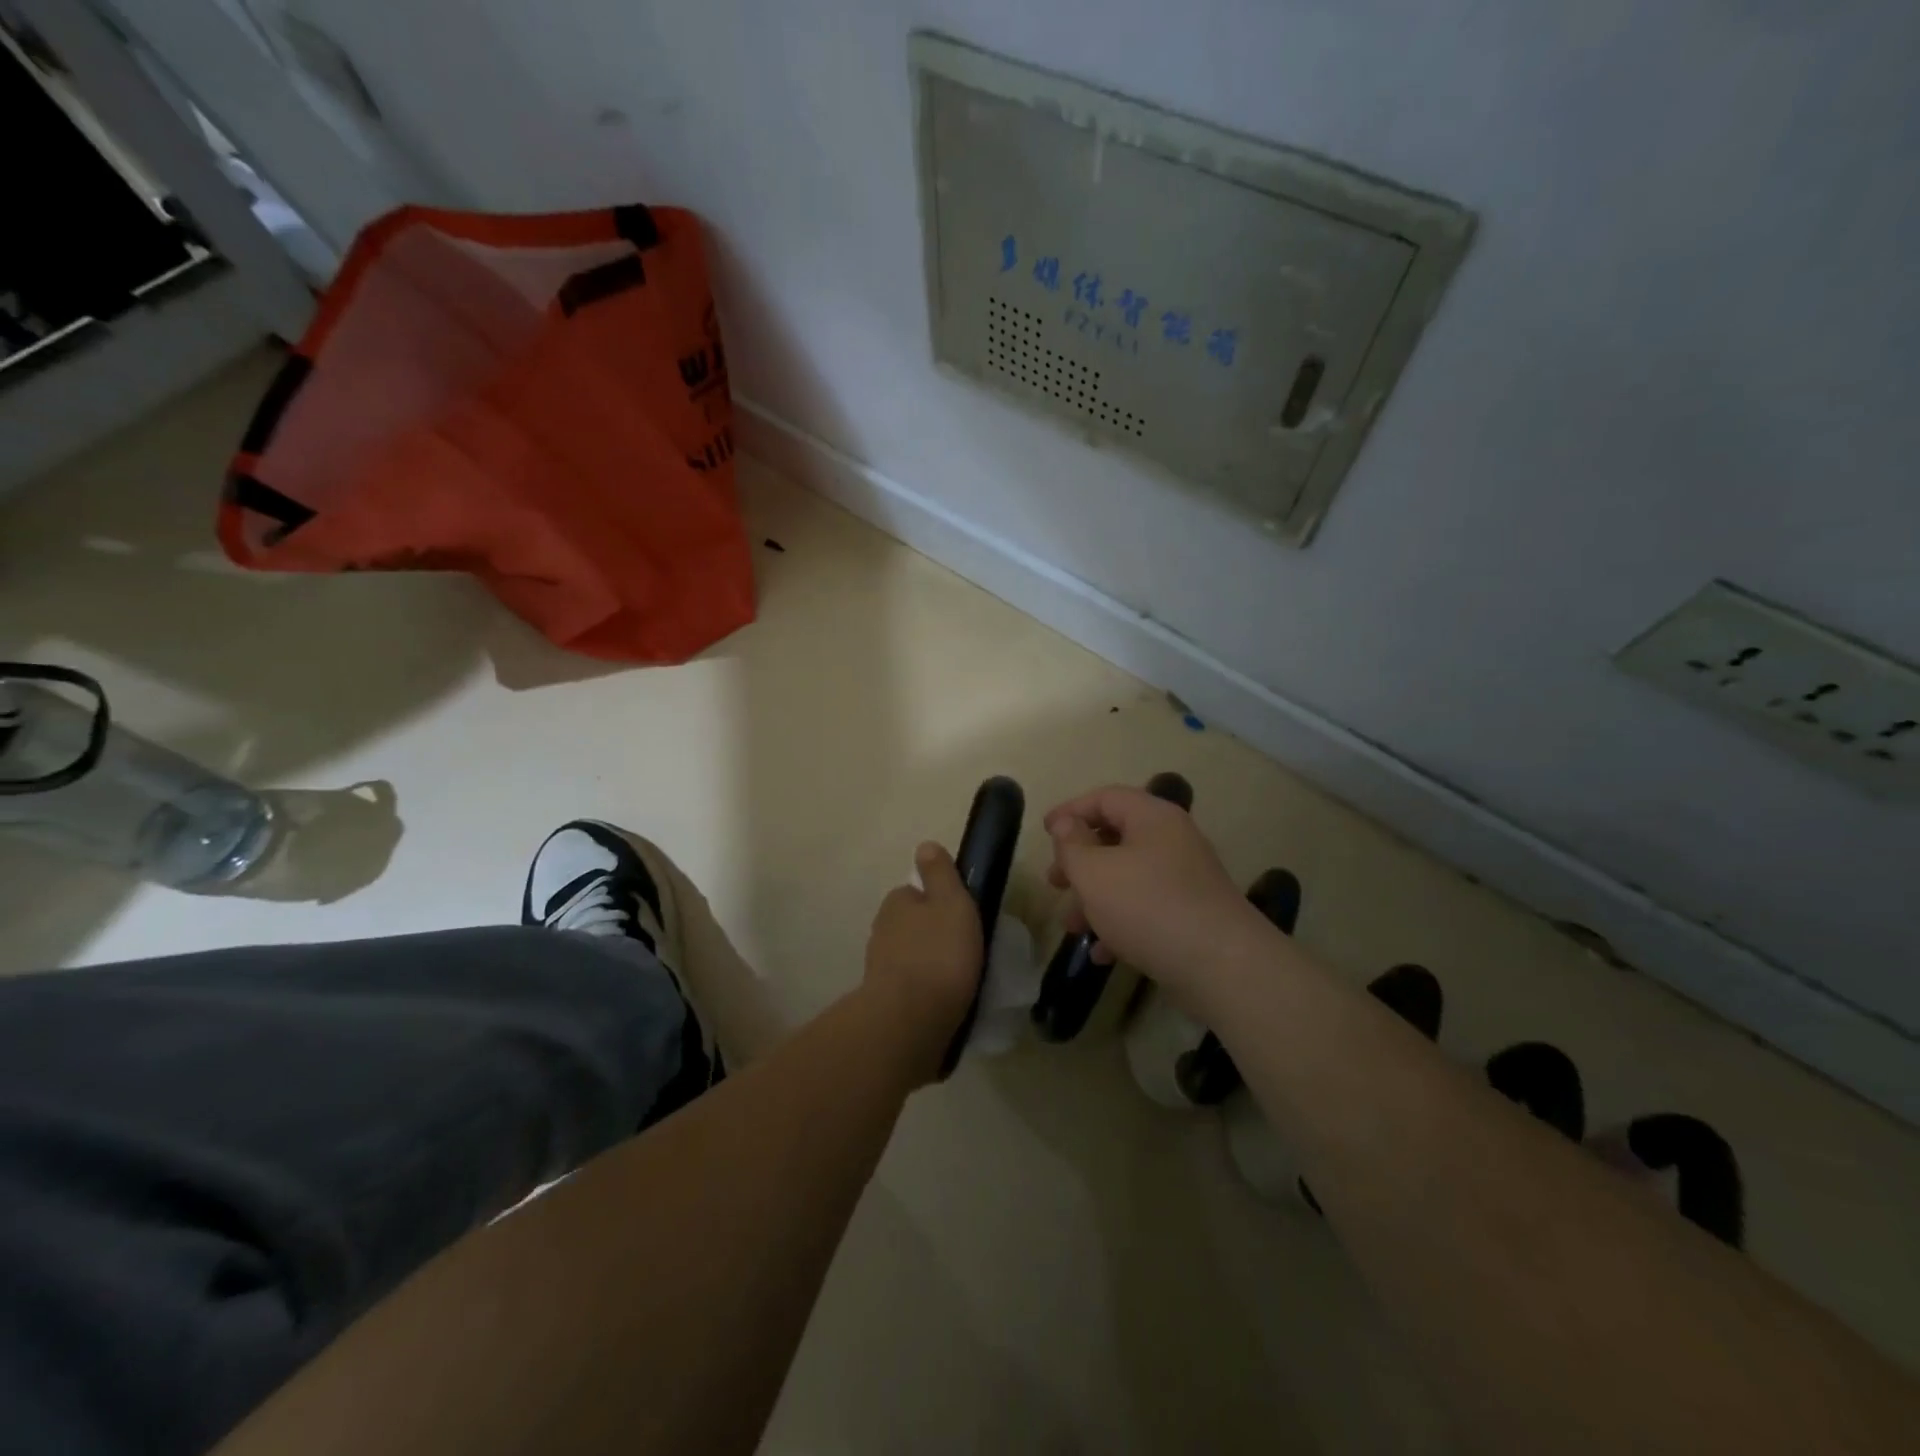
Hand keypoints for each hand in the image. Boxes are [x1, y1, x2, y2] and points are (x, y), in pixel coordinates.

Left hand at [862, 842, 983, 1085]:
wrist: (910, 1021)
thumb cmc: (939, 954)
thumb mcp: (951, 903)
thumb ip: (940, 874)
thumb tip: (925, 845)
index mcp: (896, 903)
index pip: (916, 893)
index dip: (938, 902)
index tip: (962, 917)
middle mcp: (881, 931)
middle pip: (912, 926)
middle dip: (932, 935)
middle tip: (965, 950)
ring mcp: (880, 969)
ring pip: (910, 958)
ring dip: (928, 965)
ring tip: (959, 981)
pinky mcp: (884, 1003)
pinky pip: (910, 989)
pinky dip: (924, 992)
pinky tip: (944, 1003)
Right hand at [1043, 785, 1263, 994]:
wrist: (1222, 966)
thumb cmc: (1148, 906)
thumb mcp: (1094, 873)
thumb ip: (1072, 845)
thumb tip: (1066, 824)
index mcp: (1152, 817)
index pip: (1105, 798)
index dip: (1071, 811)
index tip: (1044, 832)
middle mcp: (1172, 840)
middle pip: (1116, 838)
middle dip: (1079, 861)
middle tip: (1054, 882)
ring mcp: (1185, 879)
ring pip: (1128, 877)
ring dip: (1095, 898)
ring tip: (1072, 926)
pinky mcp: (1191, 914)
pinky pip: (1146, 908)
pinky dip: (1120, 923)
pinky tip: (1103, 953)